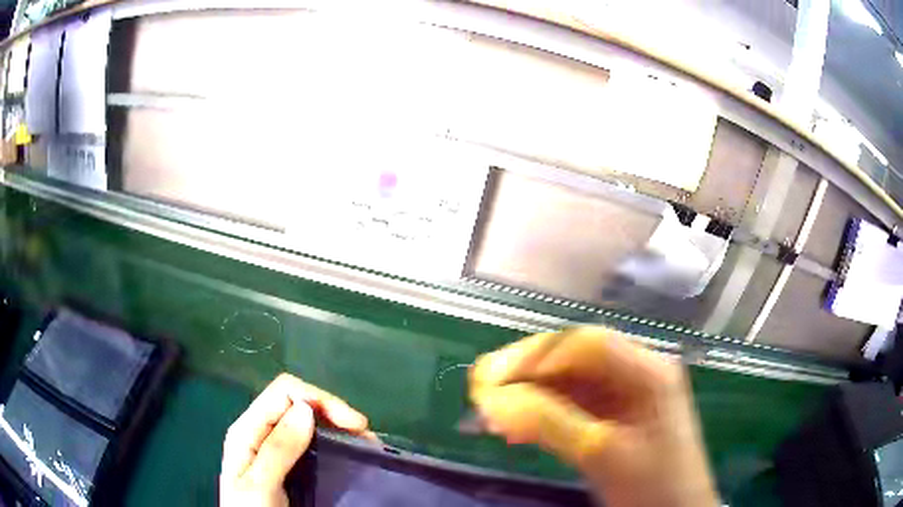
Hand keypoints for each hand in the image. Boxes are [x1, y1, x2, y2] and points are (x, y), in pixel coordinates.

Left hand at [220, 374, 368, 506]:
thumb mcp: (261, 485)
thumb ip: (278, 448)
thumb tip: (306, 409)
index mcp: (247, 430)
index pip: (284, 392)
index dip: (320, 399)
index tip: (354, 424)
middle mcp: (259, 432)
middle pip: (296, 401)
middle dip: (332, 411)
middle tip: (366, 436)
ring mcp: (271, 447)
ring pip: (304, 419)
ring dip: (335, 425)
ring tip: (364, 443)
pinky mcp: (284, 461)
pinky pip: (308, 440)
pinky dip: (330, 439)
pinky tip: (346, 450)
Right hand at [470, 327, 718, 506]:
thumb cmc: (652, 485)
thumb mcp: (601, 454)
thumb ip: (547, 422)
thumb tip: (490, 397)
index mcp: (648, 370)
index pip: (587, 344)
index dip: (537, 355)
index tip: (492, 378)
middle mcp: (637, 372)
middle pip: (574, 359)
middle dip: (526, 374)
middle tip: (481, 391)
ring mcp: (626, 395)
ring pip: (568, 382)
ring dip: (528, 396)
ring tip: (490, 415)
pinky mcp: (614, 417)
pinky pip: (571, 405)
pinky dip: (540, 415)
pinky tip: (515, 429)